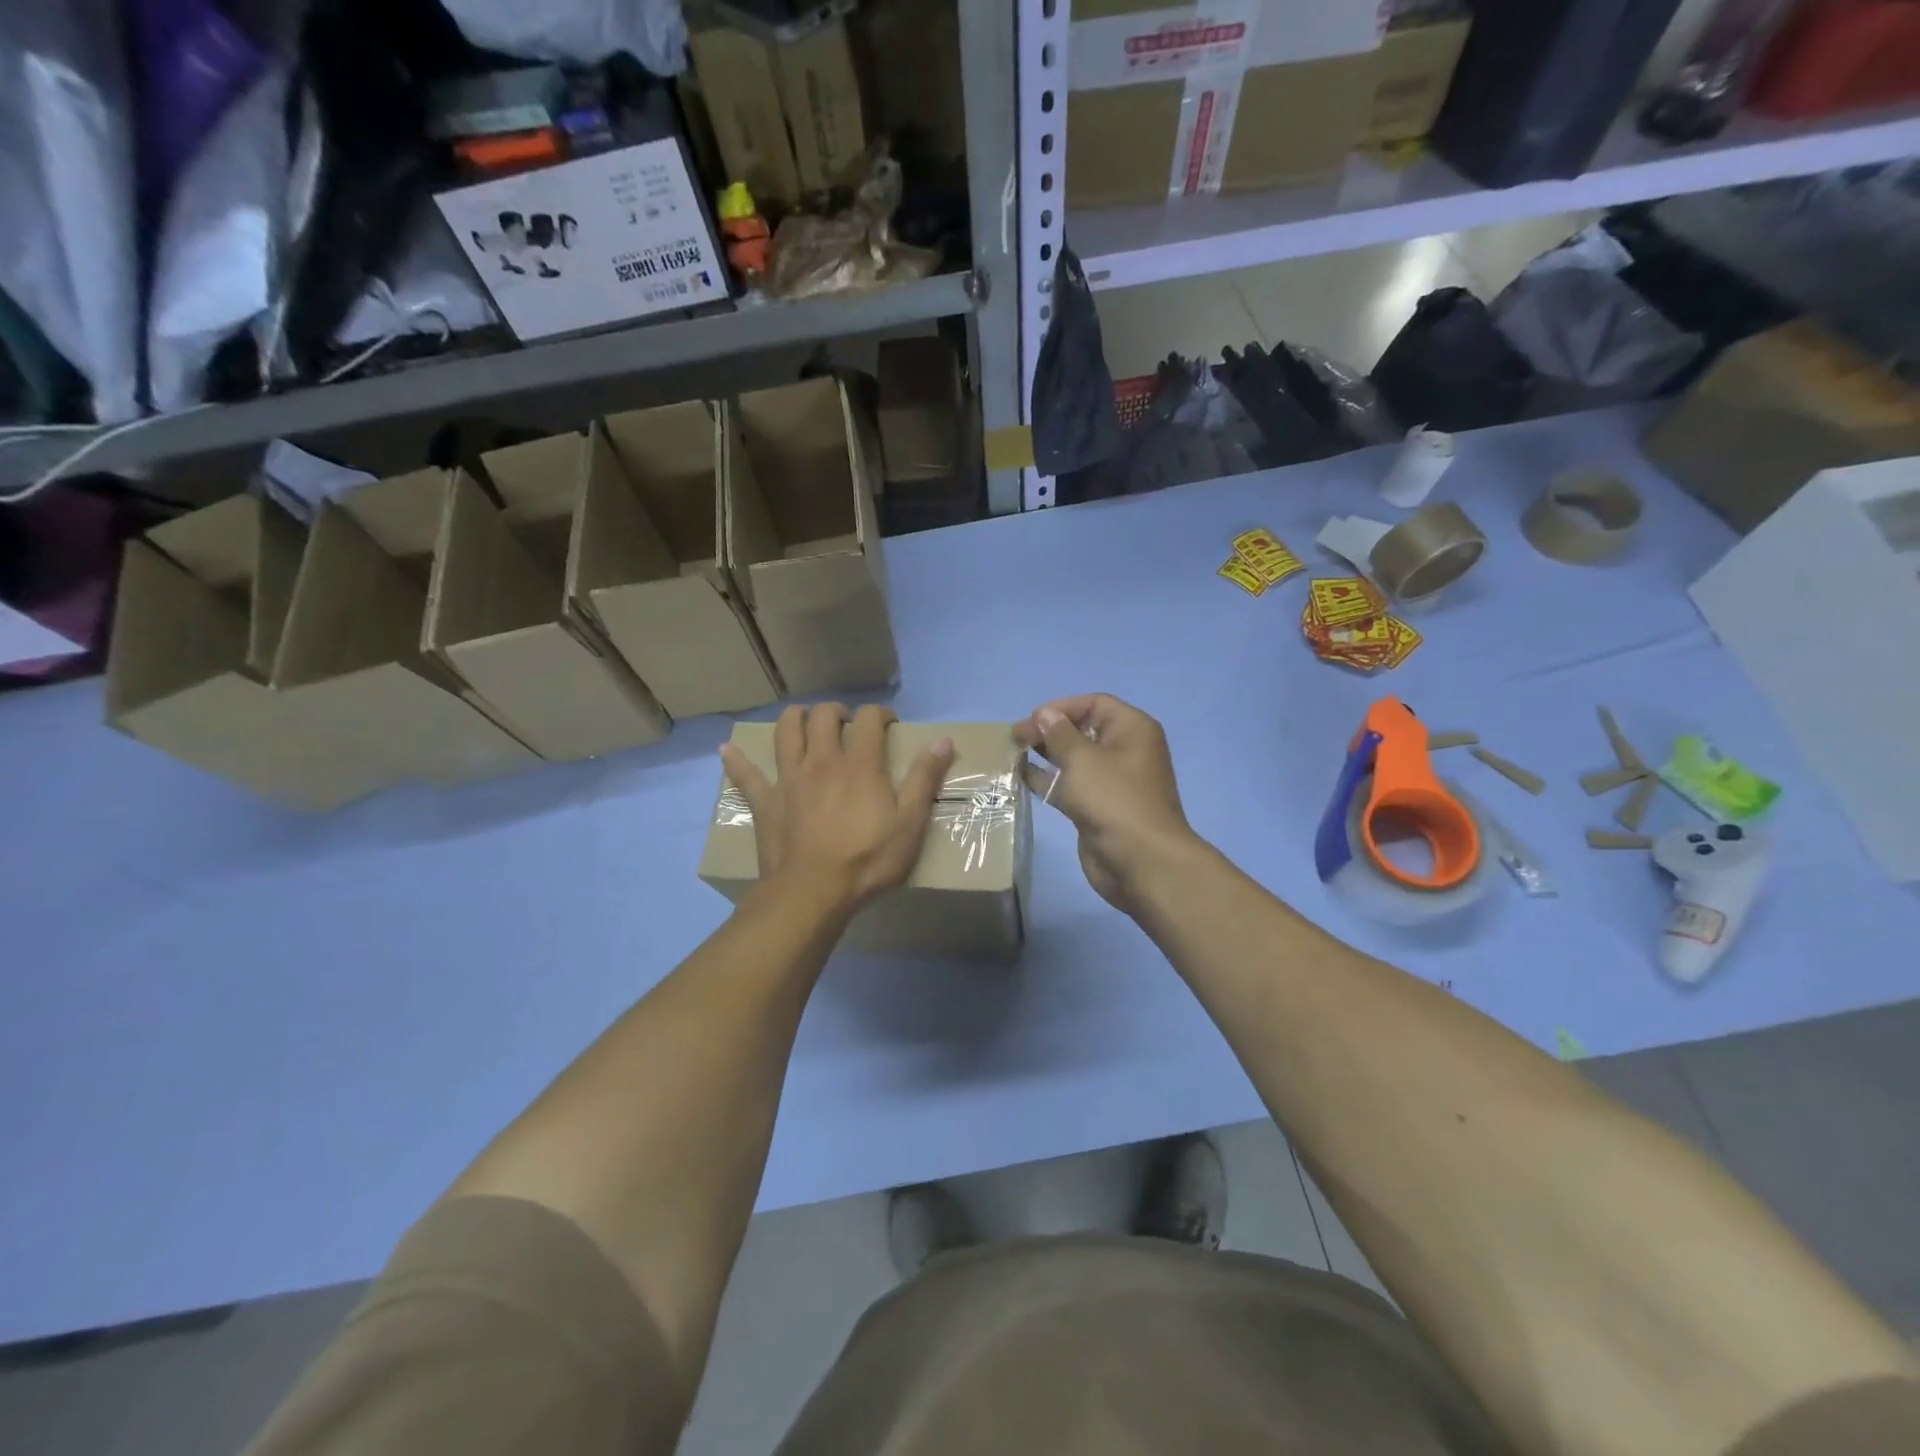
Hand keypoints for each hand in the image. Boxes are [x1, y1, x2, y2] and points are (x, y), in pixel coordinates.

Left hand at [720, 703, 953, 914]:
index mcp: (859, 765)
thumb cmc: (867, 860)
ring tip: (804, 721)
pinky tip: (726, 751)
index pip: (869, 721)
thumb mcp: (910, 823)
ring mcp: (789, 780)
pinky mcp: (765, 802)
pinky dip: (737, 761)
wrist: (813, 892)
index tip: (889, 724)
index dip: (880, 714)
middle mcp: (822, 762)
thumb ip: (925, 779)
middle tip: (846, 723)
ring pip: (786, 732)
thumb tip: (943, 740)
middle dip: (836, 711)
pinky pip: (746, 776)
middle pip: (823, 717)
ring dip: (795, 719)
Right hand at [1013, 694, 1197, 912]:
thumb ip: (1059, 733)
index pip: (1094, 704)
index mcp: (1132, 730)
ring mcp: (1111, 782)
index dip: (1062, 707)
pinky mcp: (1097, 807)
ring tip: (1013, 753)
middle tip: (1015, 737)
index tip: (1032, 719)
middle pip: (1083, 730)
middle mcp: (1124, 751)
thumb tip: (1046, 714)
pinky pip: (1070, 785)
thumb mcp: (1082, 758)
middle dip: (1049, 730)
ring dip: (1045, 755)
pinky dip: (1048, 780)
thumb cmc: (1113, 799)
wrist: (1139, 861)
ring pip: (1074, 759)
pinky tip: (1021, 776)